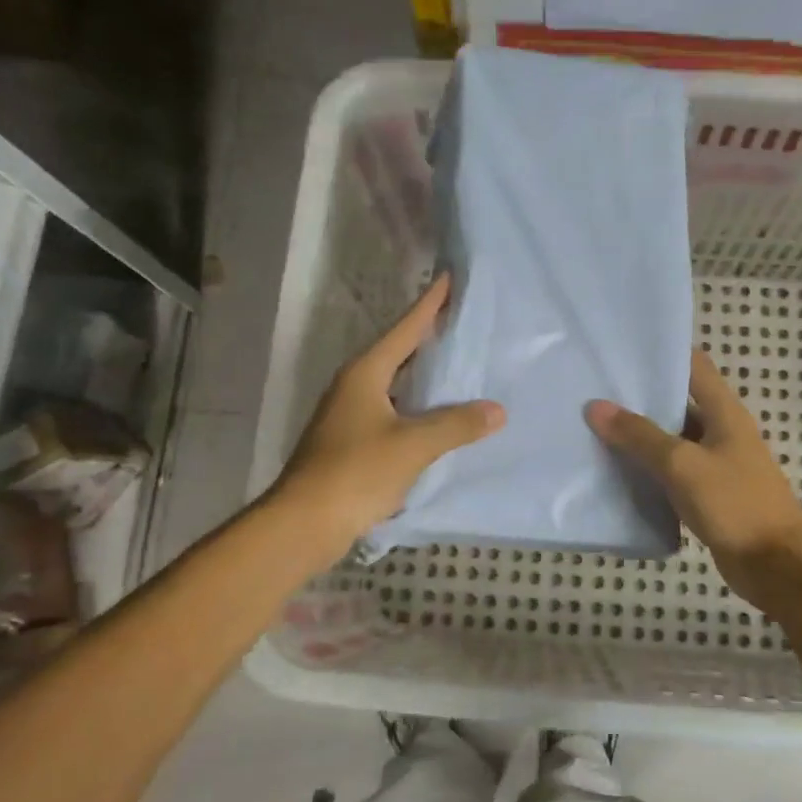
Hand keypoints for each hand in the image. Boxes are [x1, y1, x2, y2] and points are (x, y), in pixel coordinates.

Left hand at [270, 274, 503, 566]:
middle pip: (398, 352)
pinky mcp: (352, 442)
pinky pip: (393, 412)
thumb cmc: (356, 472)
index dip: (429, 304)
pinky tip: (439, 417)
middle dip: (428, 337)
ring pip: (395, 384)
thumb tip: (497, 410)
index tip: (449, 279)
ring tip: (459, 365)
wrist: (305, 522)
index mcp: (365, 374)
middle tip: (463, 320)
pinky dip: (417, 407)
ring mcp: (350, 415)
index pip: (404, 329)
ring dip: (423, 375)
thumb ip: (456, 425)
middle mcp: (354, 386)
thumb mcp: (412, 445)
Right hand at [587, 349, 801, 599]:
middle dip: (640, 398)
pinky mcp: (708, 495)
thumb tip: (595, 406)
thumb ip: (640, 436)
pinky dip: (649, 470)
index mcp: (724, 412)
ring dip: (641, 437)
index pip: (694, 366)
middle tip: (594, 391)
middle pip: (679, 403)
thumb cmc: (735, 503)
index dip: (663, 354)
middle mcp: (721, 432)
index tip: (622, 351)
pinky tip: (616, 472)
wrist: (776, 566)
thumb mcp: (682, 465)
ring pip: (672, 441)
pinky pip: (673, 474)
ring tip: (595, 427)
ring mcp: (715, 465)